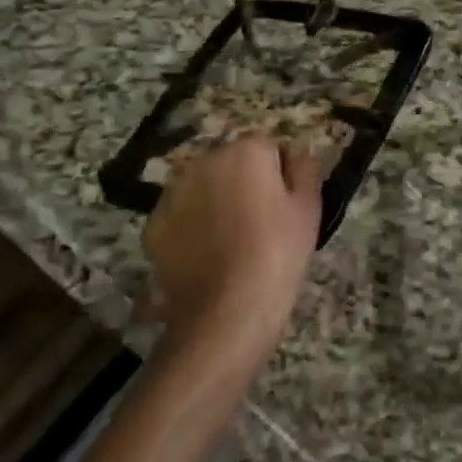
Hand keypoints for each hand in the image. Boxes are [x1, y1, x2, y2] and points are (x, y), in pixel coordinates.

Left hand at [141, 138, 324, 352]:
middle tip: (261, 224)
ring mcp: (172, 193)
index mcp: (246, 150)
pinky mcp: (152, 226)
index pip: (269, 149)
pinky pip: (181, 217)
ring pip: (203, 189)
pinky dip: (192, 229)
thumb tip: (299, 152)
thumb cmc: (278, 252)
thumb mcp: (309, 207)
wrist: (227, 311)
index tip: (286, 206)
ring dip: (215, 203)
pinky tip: (207, 257)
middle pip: (232, 165)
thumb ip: (306, 168)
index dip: (280, 177)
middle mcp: (204, 161)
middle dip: (244, 185)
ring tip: (232, 243)